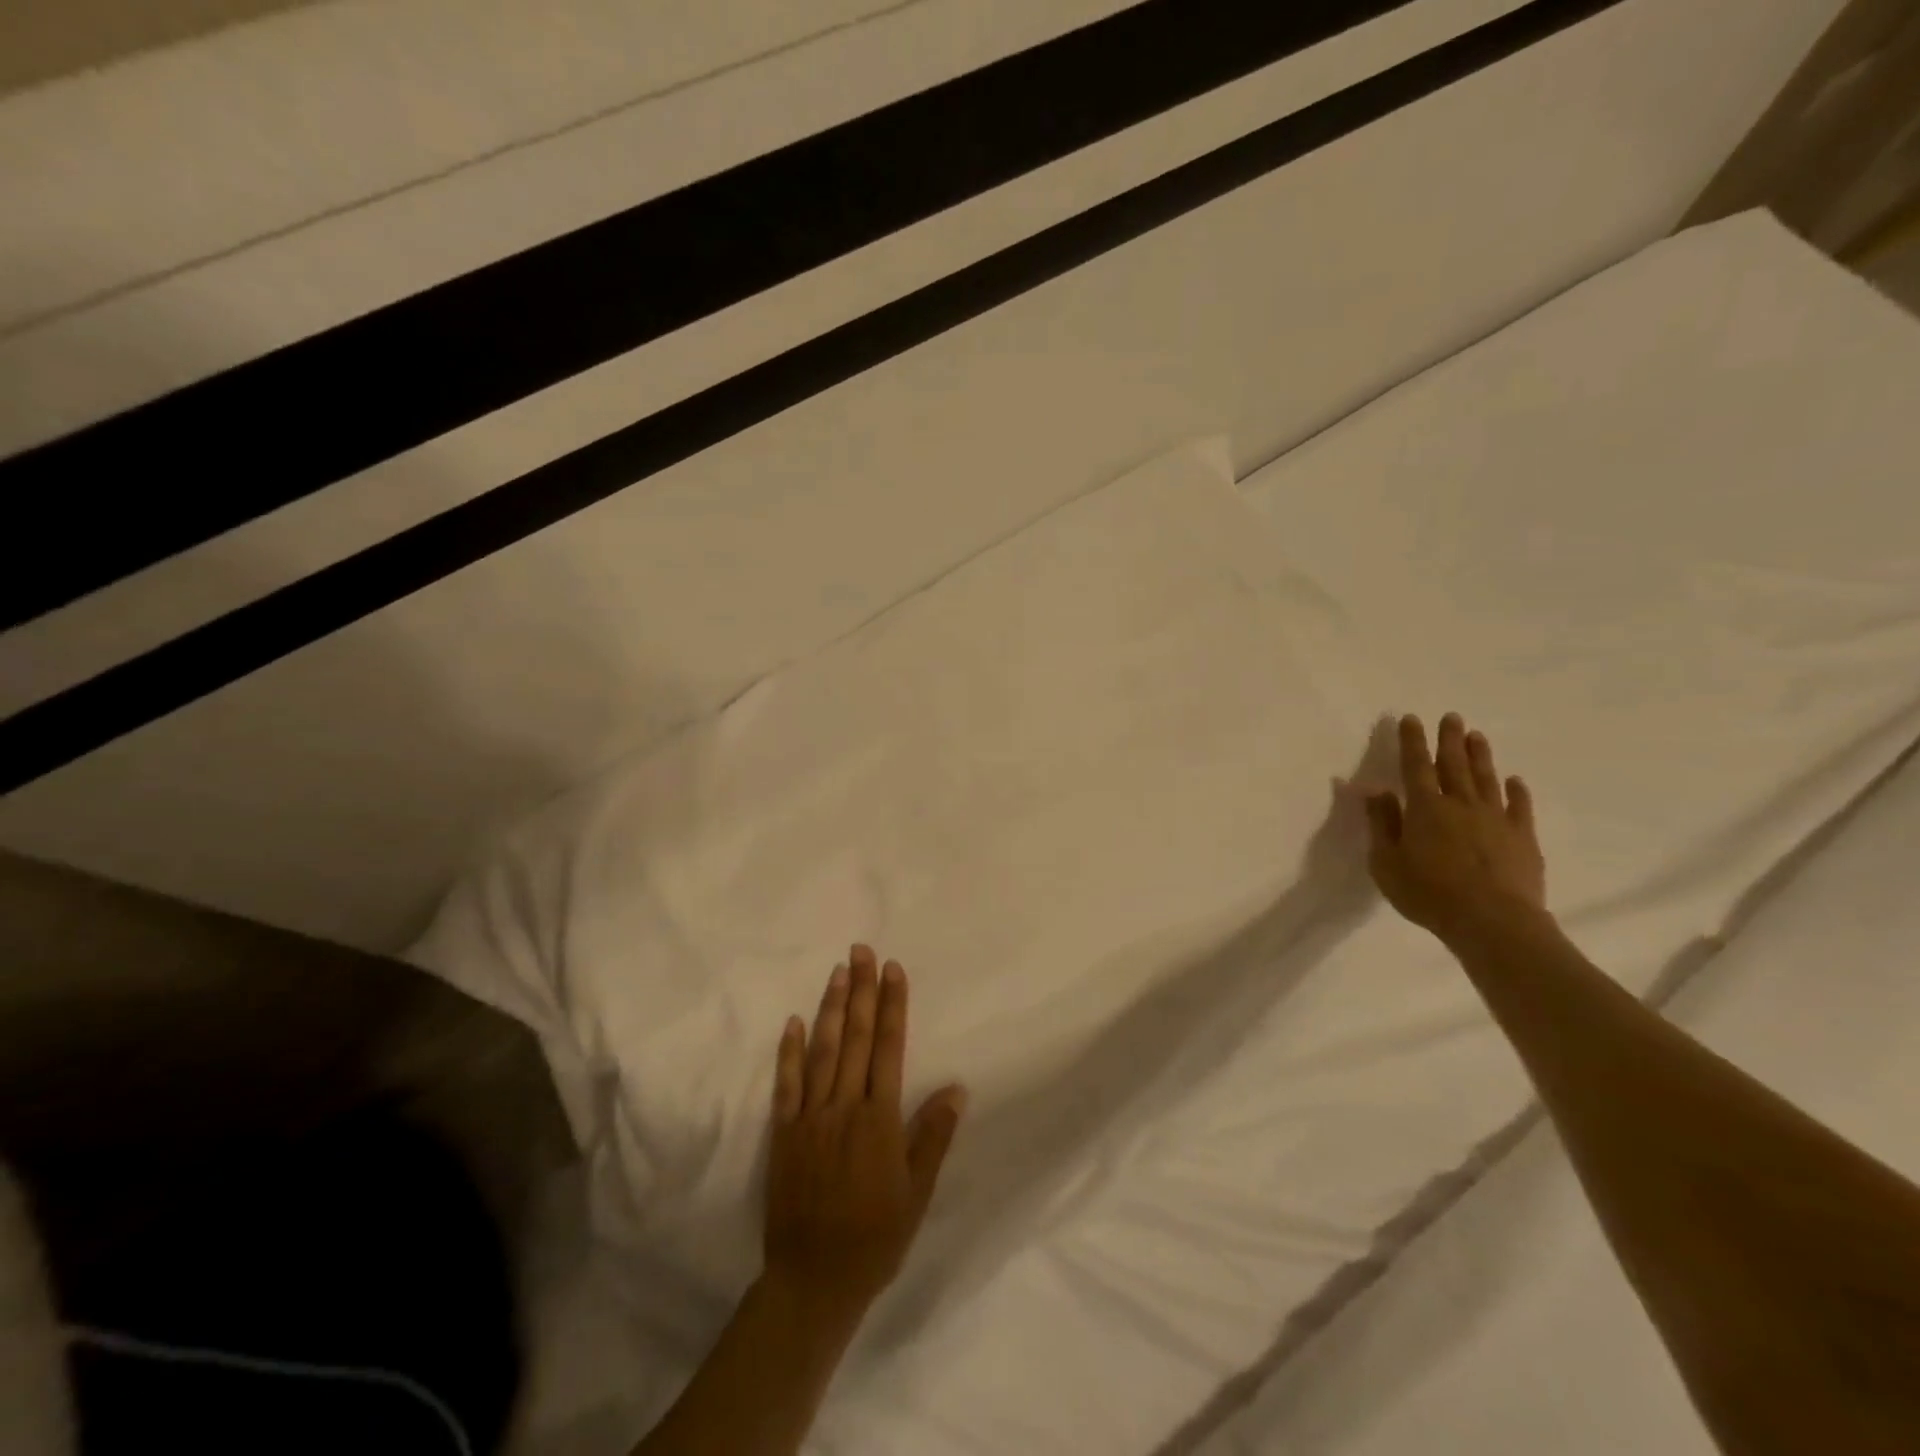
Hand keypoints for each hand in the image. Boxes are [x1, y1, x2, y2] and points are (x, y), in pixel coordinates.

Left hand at [764, 945, 965, 1320]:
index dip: (891, 1006)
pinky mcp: (784, 1133)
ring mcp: (810, 1118)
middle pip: (855, 1039)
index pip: (888, 1049)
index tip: (893, 970)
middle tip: (863, 950)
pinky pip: (786, 1085)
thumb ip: (933, 1136)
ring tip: (838, 971)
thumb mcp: (917, 1193)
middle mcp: (845, 1108)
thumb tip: (957, 1088)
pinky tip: (793, 1021)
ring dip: (831, 1008)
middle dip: (861, 991)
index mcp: (879, 1120)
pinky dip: (789, 1051)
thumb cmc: (876, 1237)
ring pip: (822, 1052)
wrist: (814, 1280)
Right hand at [1353, 714, 1547, 945]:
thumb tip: (1376, 792)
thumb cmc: (1428, 893)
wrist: (1493, 922)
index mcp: (1424, 808)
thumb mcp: (1386, 862)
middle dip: (1449, 739)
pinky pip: (1520, 807)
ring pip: (1486, 779)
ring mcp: (1496, 819)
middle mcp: (1461, 804)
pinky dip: (1517, 791)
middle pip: (1454, 764)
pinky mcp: (1523, 838)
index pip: (1415, 766)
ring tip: (1477, 735)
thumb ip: (1381, 825)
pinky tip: (1515, 780)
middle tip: (1451, 716)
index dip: (1412, 742)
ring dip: (1480, 756)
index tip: (1411, 719)